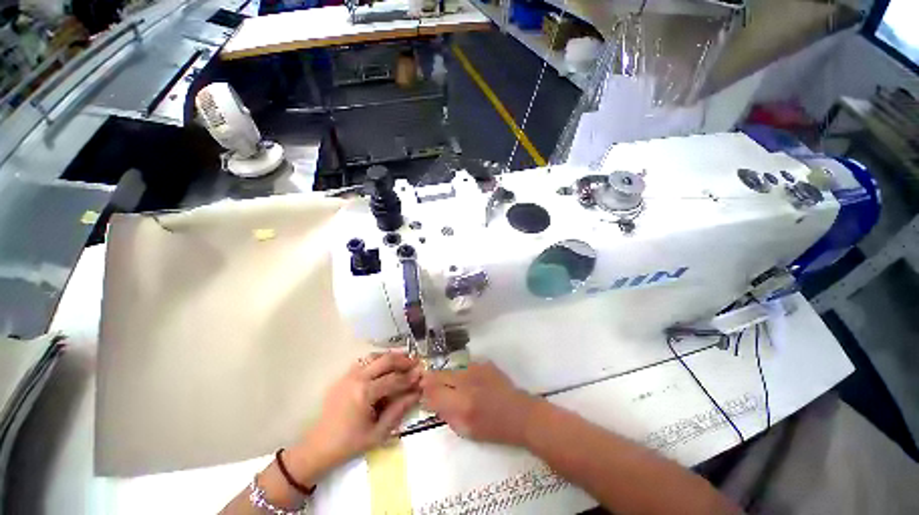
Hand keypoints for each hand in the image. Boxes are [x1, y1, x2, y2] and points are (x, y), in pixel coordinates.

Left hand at [286, 352, 421, 483]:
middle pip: (386, 360)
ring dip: (391, 357)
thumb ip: (399, 409)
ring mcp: (348, 375)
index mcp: (365, 393)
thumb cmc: (349, 444)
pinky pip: (365, 361)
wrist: (317, 448)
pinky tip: (385, 366)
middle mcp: (357, 378)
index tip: (423, 374)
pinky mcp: (344, 376)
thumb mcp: (378, 432)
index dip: (410, 377)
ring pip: (375, 356)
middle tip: (416, 364)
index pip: (394, 379)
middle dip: (404, 360)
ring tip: (404, 362)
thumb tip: (417, 392)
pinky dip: (378, 359)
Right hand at [420, 362, 539, 445]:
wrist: (520, 413)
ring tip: (454, 386)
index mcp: (462, 404)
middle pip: (440, 375)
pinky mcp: (484, 363)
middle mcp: (467, 382)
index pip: (433, 392)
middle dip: (432, 380)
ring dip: (448, 377)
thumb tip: (431, 401)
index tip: (424, 395)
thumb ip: (446, 414)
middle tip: (431, 386)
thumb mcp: (466, 431)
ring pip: (452, 370)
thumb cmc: (494, 429)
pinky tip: (470, 382)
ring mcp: (476, 369)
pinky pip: (465, 367)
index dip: (426, 393)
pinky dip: (462, 374)